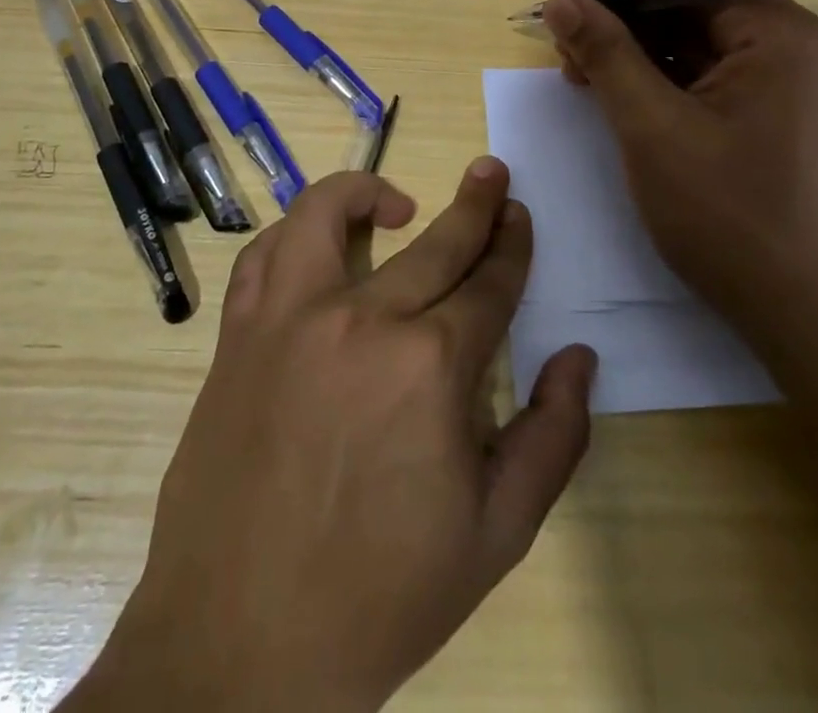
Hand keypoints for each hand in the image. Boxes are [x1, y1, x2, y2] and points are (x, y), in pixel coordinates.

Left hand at [68, 166, 596, 712]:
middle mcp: (361, 319)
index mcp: (431, 365)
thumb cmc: (383, 592)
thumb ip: (553, 438)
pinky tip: (315, 247)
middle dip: (475, 203)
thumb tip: (579, 357)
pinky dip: (293, 235)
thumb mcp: (497, 534)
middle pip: (434, 241)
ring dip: (365, 192)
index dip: (512, 245)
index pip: (489, 283)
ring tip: (395, 201)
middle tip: (491, 173)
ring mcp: (289, 318)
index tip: (520, 215)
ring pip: (326, 214)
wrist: (245, 644)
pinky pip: (263, 256)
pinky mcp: (238, 334)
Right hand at [541, 0, 817, 342]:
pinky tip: (618, 100)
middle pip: (694, 1)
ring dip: (635, 49)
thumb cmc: (730, 214)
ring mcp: (785, 85)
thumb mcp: (652, 127)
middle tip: (567, 45)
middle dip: (624, 16)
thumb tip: (560, 1)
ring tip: (581, 77)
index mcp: (777, 32)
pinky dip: (659, 79)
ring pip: (696, 40)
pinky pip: (708, 77)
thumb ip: (605, 54)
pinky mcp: (773, 119)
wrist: (809, 317)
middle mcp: (790, 46)